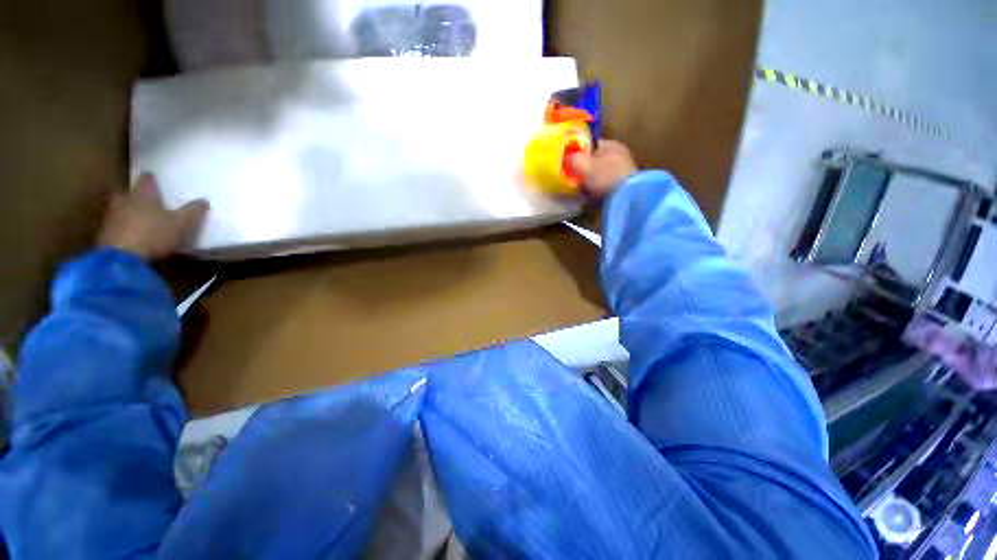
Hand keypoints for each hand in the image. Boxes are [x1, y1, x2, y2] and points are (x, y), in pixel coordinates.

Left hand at [98, 174, 208, 259]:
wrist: (121, 258)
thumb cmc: (154, 234)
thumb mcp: (182, 224)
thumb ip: (193, 211)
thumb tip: (204, 200)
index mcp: (144, 195)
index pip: (147, 181)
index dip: (150, 179)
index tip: (152, 177)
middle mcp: (124, 201)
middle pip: (126, 194)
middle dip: (132, 196)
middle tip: (139, 199)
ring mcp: (111, 218)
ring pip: (118, 210)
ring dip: (124, 212)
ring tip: (135, 219)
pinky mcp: (104, 235)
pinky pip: (114, 227)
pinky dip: (120, 229)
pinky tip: (128, 236)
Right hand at [567, 139, 638, 198]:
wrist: (626, 198)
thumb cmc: (604, 177)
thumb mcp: (582, 164)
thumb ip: (571, 158)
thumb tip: (565, 157)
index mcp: (610, 144)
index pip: (588, 145)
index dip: (575, 153)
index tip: (566, 165)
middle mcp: (618, 155)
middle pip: (592, 161)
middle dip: (581, 170)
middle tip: (572, 179)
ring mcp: (622, 171)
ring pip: (597, 174)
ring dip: (588, 182)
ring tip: (580, 190)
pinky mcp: (622, 186)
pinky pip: (603, 186)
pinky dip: (596, 190)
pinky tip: (590, 197)